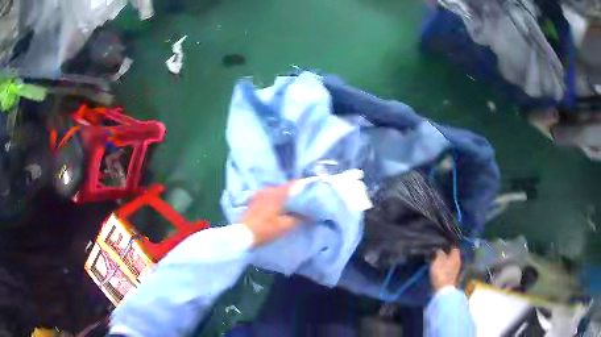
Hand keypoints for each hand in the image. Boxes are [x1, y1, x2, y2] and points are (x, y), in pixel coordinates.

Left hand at [241, 182, 300, 245]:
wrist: (243, 235)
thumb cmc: (265, 229)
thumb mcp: (285, 226)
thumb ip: (297, 218)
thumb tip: (306, 214)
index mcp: (277, 194)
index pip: (293, 185)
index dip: (302, 186)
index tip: (310, 189)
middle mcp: (268, 190)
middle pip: (284, 187)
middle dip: (293, 192)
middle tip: (303, 199)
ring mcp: (259, 195)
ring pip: (276, 192)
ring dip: (283, 196)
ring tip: (291, 204)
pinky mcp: (254, 201)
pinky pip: (268, 196)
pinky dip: (275, 199)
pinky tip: (278, 207)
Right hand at [430, 248, 461, 291]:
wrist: (442, 290)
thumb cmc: (441, 272)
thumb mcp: (438, 259)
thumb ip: (439, 252)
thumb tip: (439, 248)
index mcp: (456, 255)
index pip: (453, 246)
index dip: (447, 244)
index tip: (440, 243)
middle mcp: (457, 261)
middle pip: (451, 254)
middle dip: (445, 252)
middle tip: (436, 250)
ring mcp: (455, 270)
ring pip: (449, 261)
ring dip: (443, 260)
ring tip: (434, 258)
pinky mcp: (450, 277)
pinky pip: (446, 268)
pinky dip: (442, 266)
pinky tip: (437, 267)